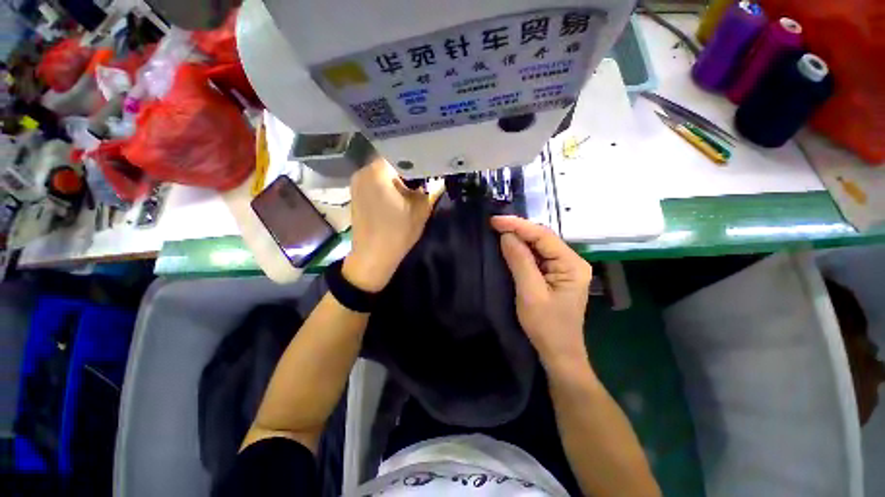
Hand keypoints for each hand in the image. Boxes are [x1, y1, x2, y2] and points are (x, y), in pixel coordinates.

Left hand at [343, 157, 440, 291]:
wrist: (373, 256)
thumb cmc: (398, 232)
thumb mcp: (421, 209)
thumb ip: (431, 188)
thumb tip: (437, 177)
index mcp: (379, 171)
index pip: (402, 153)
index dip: (418, 159)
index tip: (430, 167)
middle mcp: (363, 171)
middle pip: (391, 162)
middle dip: (408, 170)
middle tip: (424, 178)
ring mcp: (357, 183)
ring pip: (383, 173)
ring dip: (398, 179)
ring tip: (412, 188)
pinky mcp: (356, 195)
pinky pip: (375, 183)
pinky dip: (387, 186)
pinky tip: (398, 198)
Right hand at [491, 216, 592, 369]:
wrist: (559, 353)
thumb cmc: (546, 326)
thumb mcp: (530, 292)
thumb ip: (520, 261)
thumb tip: (506, 235)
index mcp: (572, 264)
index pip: (543, 236)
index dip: (518, 225)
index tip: (495, 220)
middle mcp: (572, 261)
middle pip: (543, 238)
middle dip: (518, 229)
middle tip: (494, 224)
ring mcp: (564, 268)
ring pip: (539, 246)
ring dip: (519, 238)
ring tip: (499, 230)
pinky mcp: (556, 274)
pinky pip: (538, 256)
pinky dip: (522, 250)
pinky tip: (510, 246)